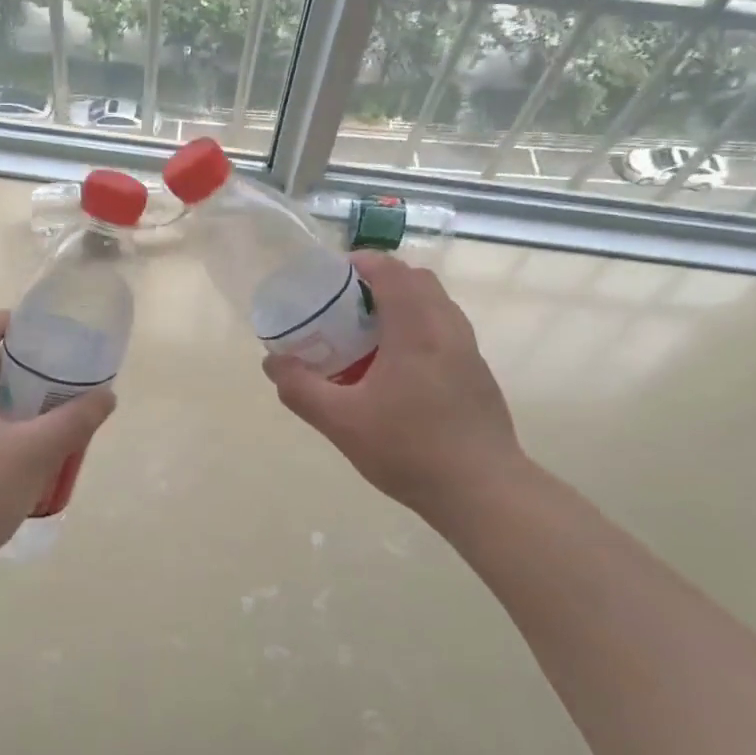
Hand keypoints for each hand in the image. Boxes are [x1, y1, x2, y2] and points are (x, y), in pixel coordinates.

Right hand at [263, 252, 528, 530]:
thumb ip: (301, 389)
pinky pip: (446, 330)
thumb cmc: (410, 450)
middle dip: (382, 280)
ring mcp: (469, 351)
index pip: (392, 271)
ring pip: (436, 305)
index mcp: (416, 329)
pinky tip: (398, 370)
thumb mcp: (341, 422)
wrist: (483, 491)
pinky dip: (420, 328)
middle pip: (418, 281)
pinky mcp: (478, 374)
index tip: (335, 275)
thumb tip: (272, 363)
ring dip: (404, 304)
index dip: (363, 263)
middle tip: (348, 305)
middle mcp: (448, 329)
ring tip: (370, 335)